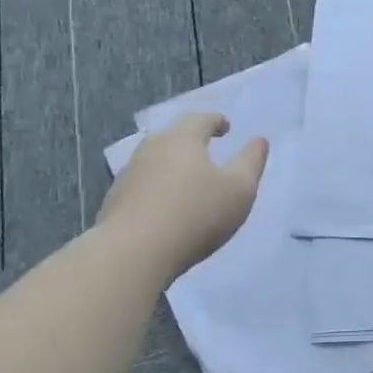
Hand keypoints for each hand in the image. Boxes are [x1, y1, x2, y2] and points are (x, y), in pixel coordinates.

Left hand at [95, 113, 268, 272]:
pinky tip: (164, 207)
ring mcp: (128, 175)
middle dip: (190, 141)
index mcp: (182, 140)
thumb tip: (259, 141)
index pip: (200, 119)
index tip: (226, 127)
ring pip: (154, 161)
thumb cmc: (196, 214)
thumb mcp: (240, 189)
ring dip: (171, 166)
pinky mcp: (114, 201)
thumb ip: (252, 162)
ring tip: (186, 181)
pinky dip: (156, 189)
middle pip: (173, 137)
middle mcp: (152, 149)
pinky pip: (141, 186)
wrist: (132, 253)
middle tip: (206, 151)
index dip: (216, 121)